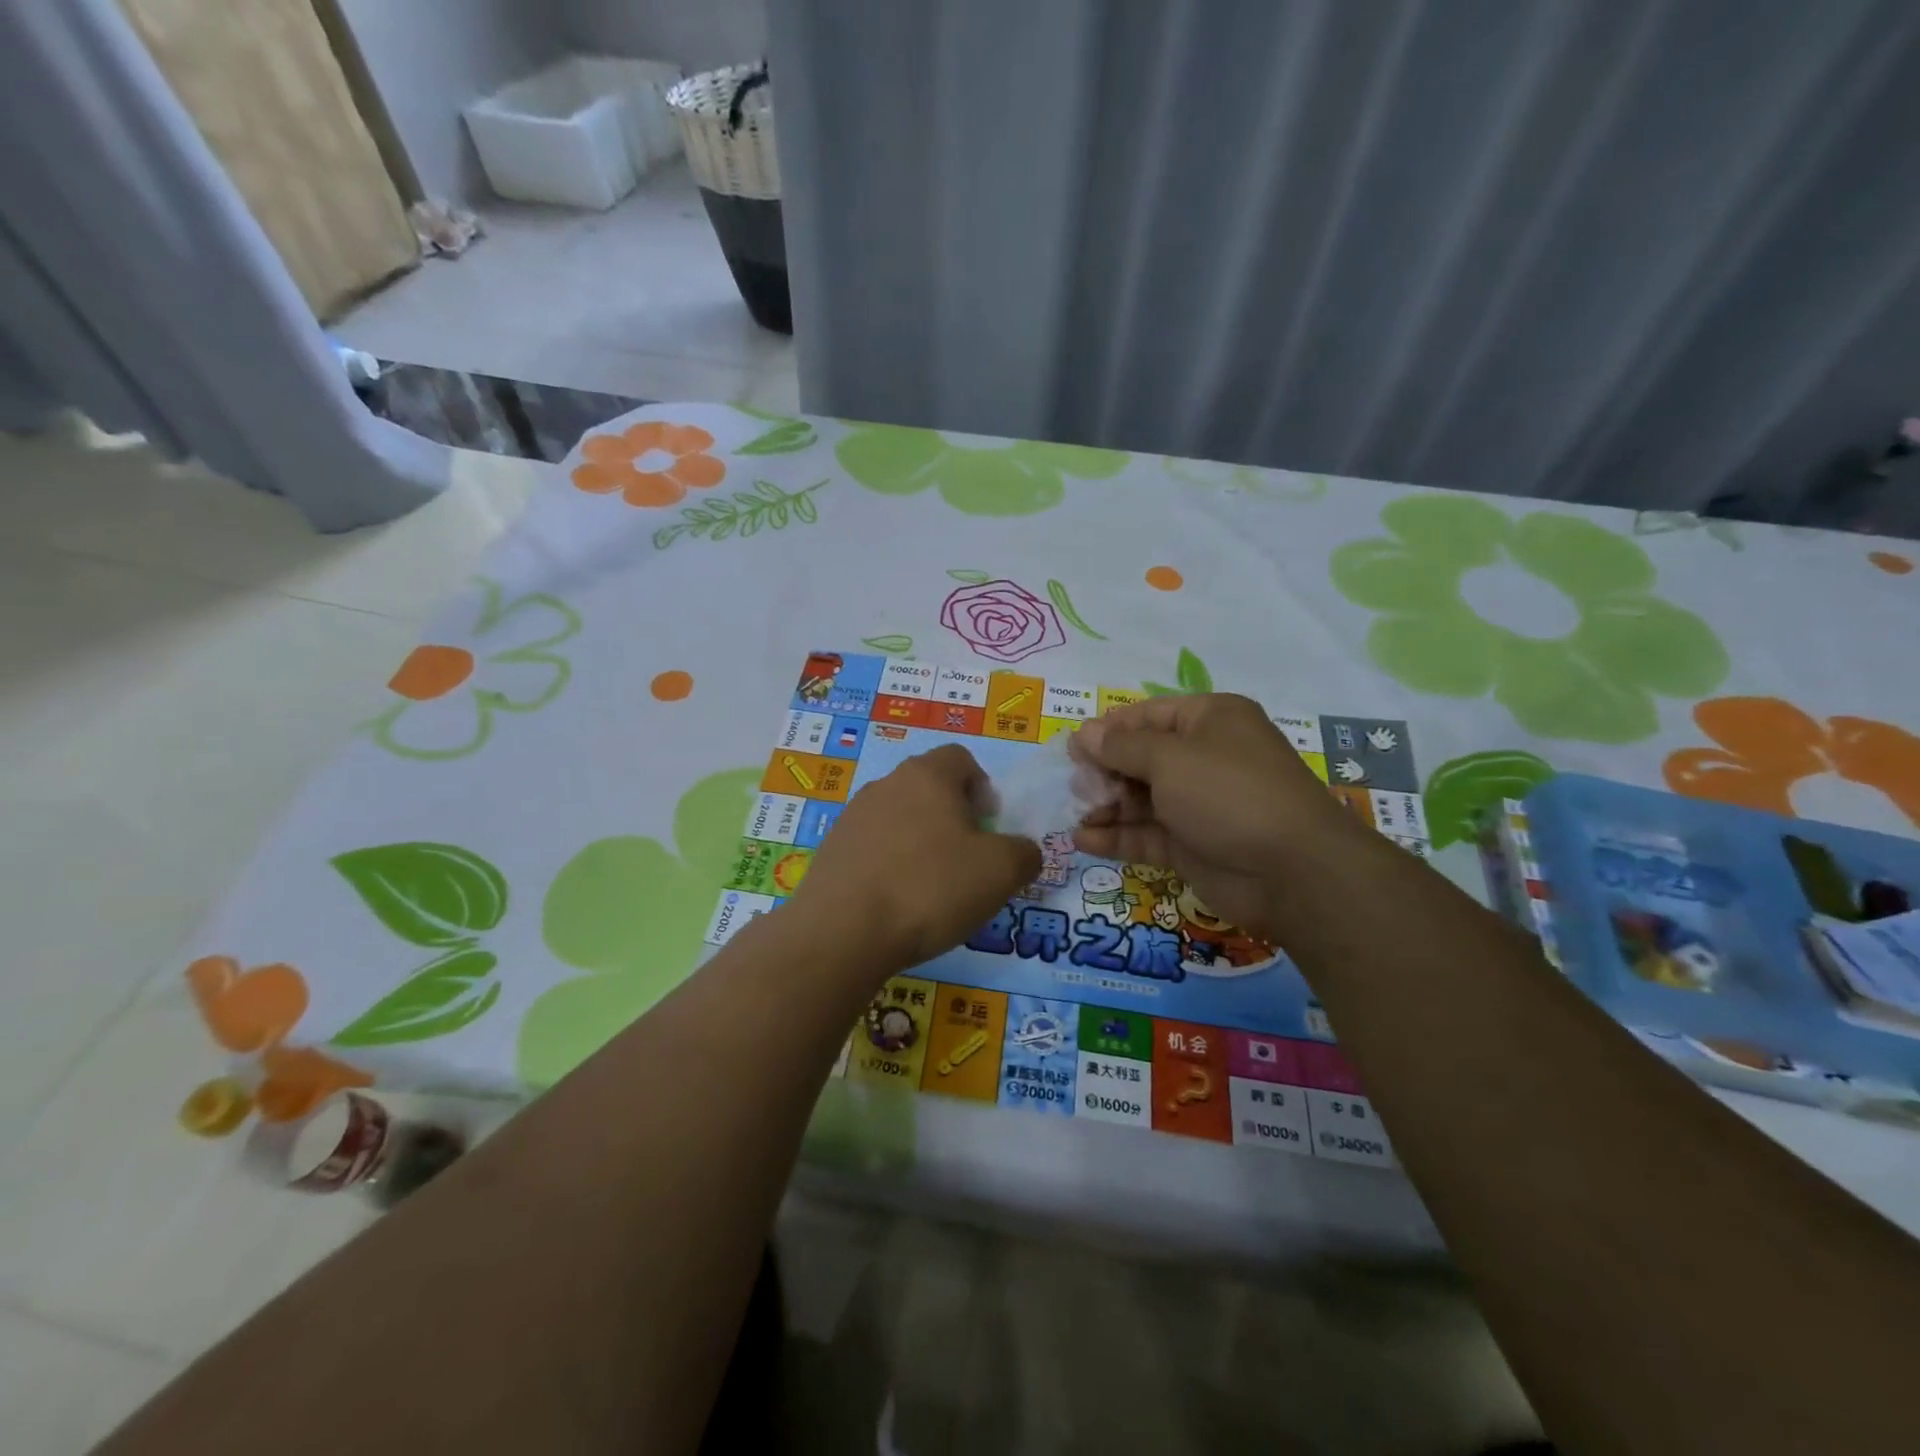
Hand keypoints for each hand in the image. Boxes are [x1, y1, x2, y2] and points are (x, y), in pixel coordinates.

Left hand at [791, 744, 1040, 971]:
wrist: (843, 932)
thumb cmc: (930, 888)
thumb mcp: (1001, 872)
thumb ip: (1024, 853)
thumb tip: (1022, 851)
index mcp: (927, 775)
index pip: (961, 758)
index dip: (982, 787)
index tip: (989, 827)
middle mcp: (886, 784)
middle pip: (929, 789)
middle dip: (953, 818)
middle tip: (967, 861)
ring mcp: (852, 817)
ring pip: (900, 819)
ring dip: (920, 843)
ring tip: (931, 889)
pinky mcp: (832, 851)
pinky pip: (873, 848)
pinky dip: (890, 866)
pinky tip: (897, 903)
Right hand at [1068, 694, 1364, 939]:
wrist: (1291, 870)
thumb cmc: (1228, 793)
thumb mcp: (1169, 758)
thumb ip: (1121, 747)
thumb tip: (1084, 733)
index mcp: (1209, 721)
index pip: (1147, 715)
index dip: (1109, 730)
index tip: (1073, 749)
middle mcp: (1204, 758)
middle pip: (1140, 757)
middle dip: (1104, 771)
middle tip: (1077, 787)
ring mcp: (1198, 804)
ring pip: (1140, 798)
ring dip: (1105, 805)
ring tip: (1077, 814)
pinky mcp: (1191, 845)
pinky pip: (1145, 834)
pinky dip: (1116, 836)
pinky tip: (1082, 840)